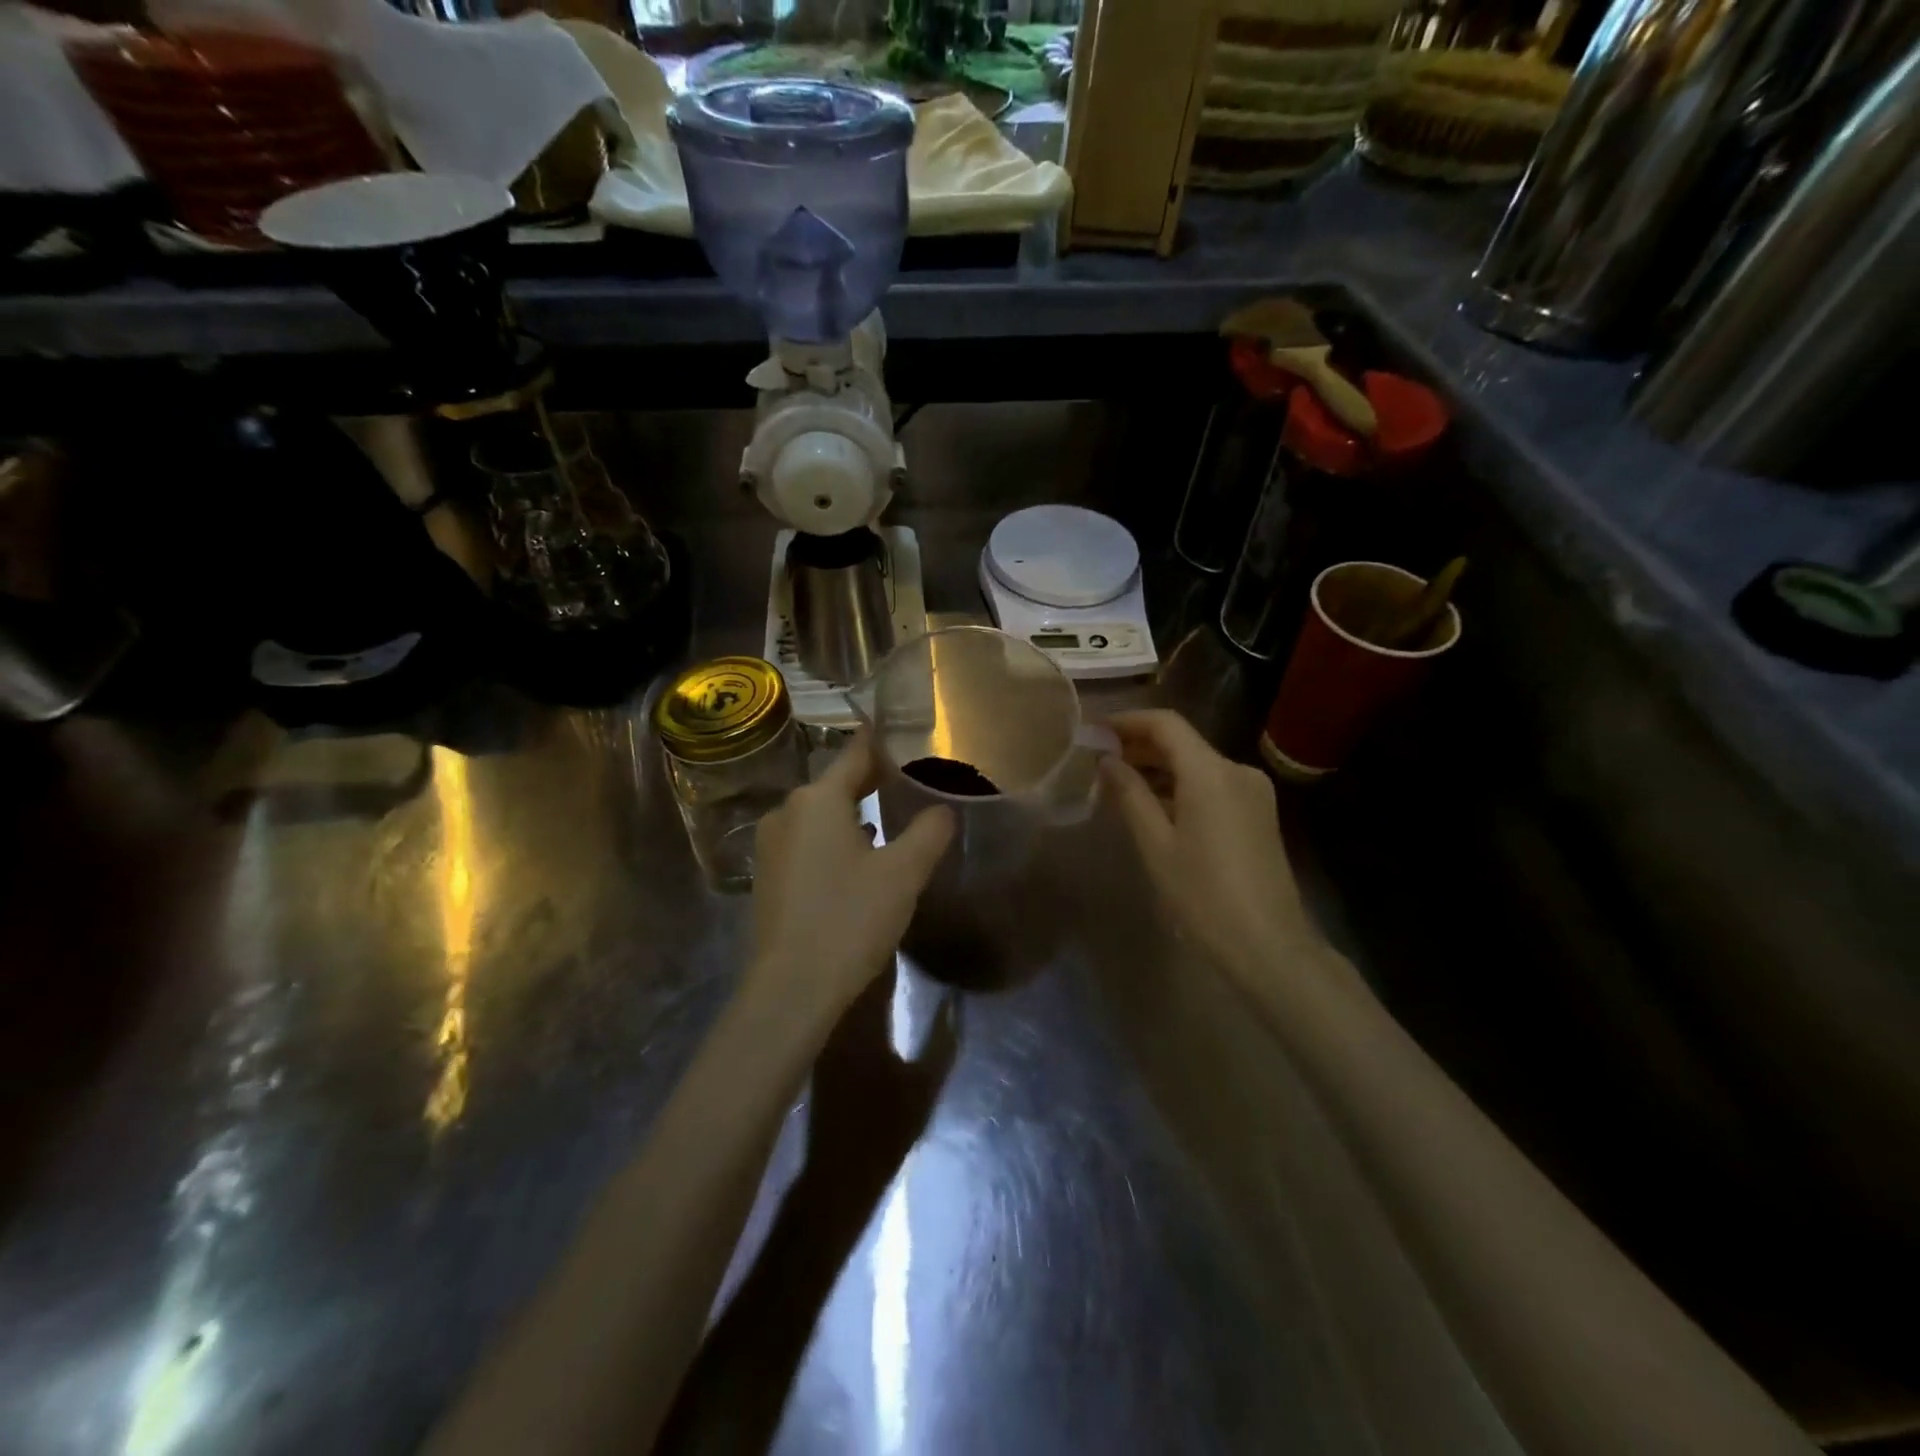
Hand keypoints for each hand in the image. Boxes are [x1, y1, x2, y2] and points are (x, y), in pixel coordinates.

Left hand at [746, 734, 954, 1030]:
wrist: (790, 989)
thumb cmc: (850, 919)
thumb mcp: (903, 873)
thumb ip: (929, 832)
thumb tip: (943, 809)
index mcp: (818, 799)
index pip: (856, 754)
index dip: (881, 743)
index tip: (903, 733)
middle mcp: (787, 811)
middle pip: (836, 784)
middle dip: (871, 781)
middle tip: (909, 782)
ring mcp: (771, 845)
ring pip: (820, 815)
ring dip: (853, 814)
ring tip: (889, 820)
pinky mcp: (768, 876)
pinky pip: (807, 841)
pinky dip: (833, 840)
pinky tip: (857, 860)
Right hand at [1099, 709, 1315, 984]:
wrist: (1268, 945)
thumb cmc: (1202, 894)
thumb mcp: (1156, 844)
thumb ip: (1130, 794)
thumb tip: (1107, 760)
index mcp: (1211, 772)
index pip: (1165, 724)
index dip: (1127, 722)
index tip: (1094, 732)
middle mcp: (1237, 770)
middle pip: (1183, 742)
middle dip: (1139, 745)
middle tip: (1098, 760)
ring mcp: (1253, 791)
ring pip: (1197, 764)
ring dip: (1159, 767)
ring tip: (1119, 784)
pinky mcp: (1259, 812)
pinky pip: (1212, 784)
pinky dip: (1181, 786)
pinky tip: (1155, 805)